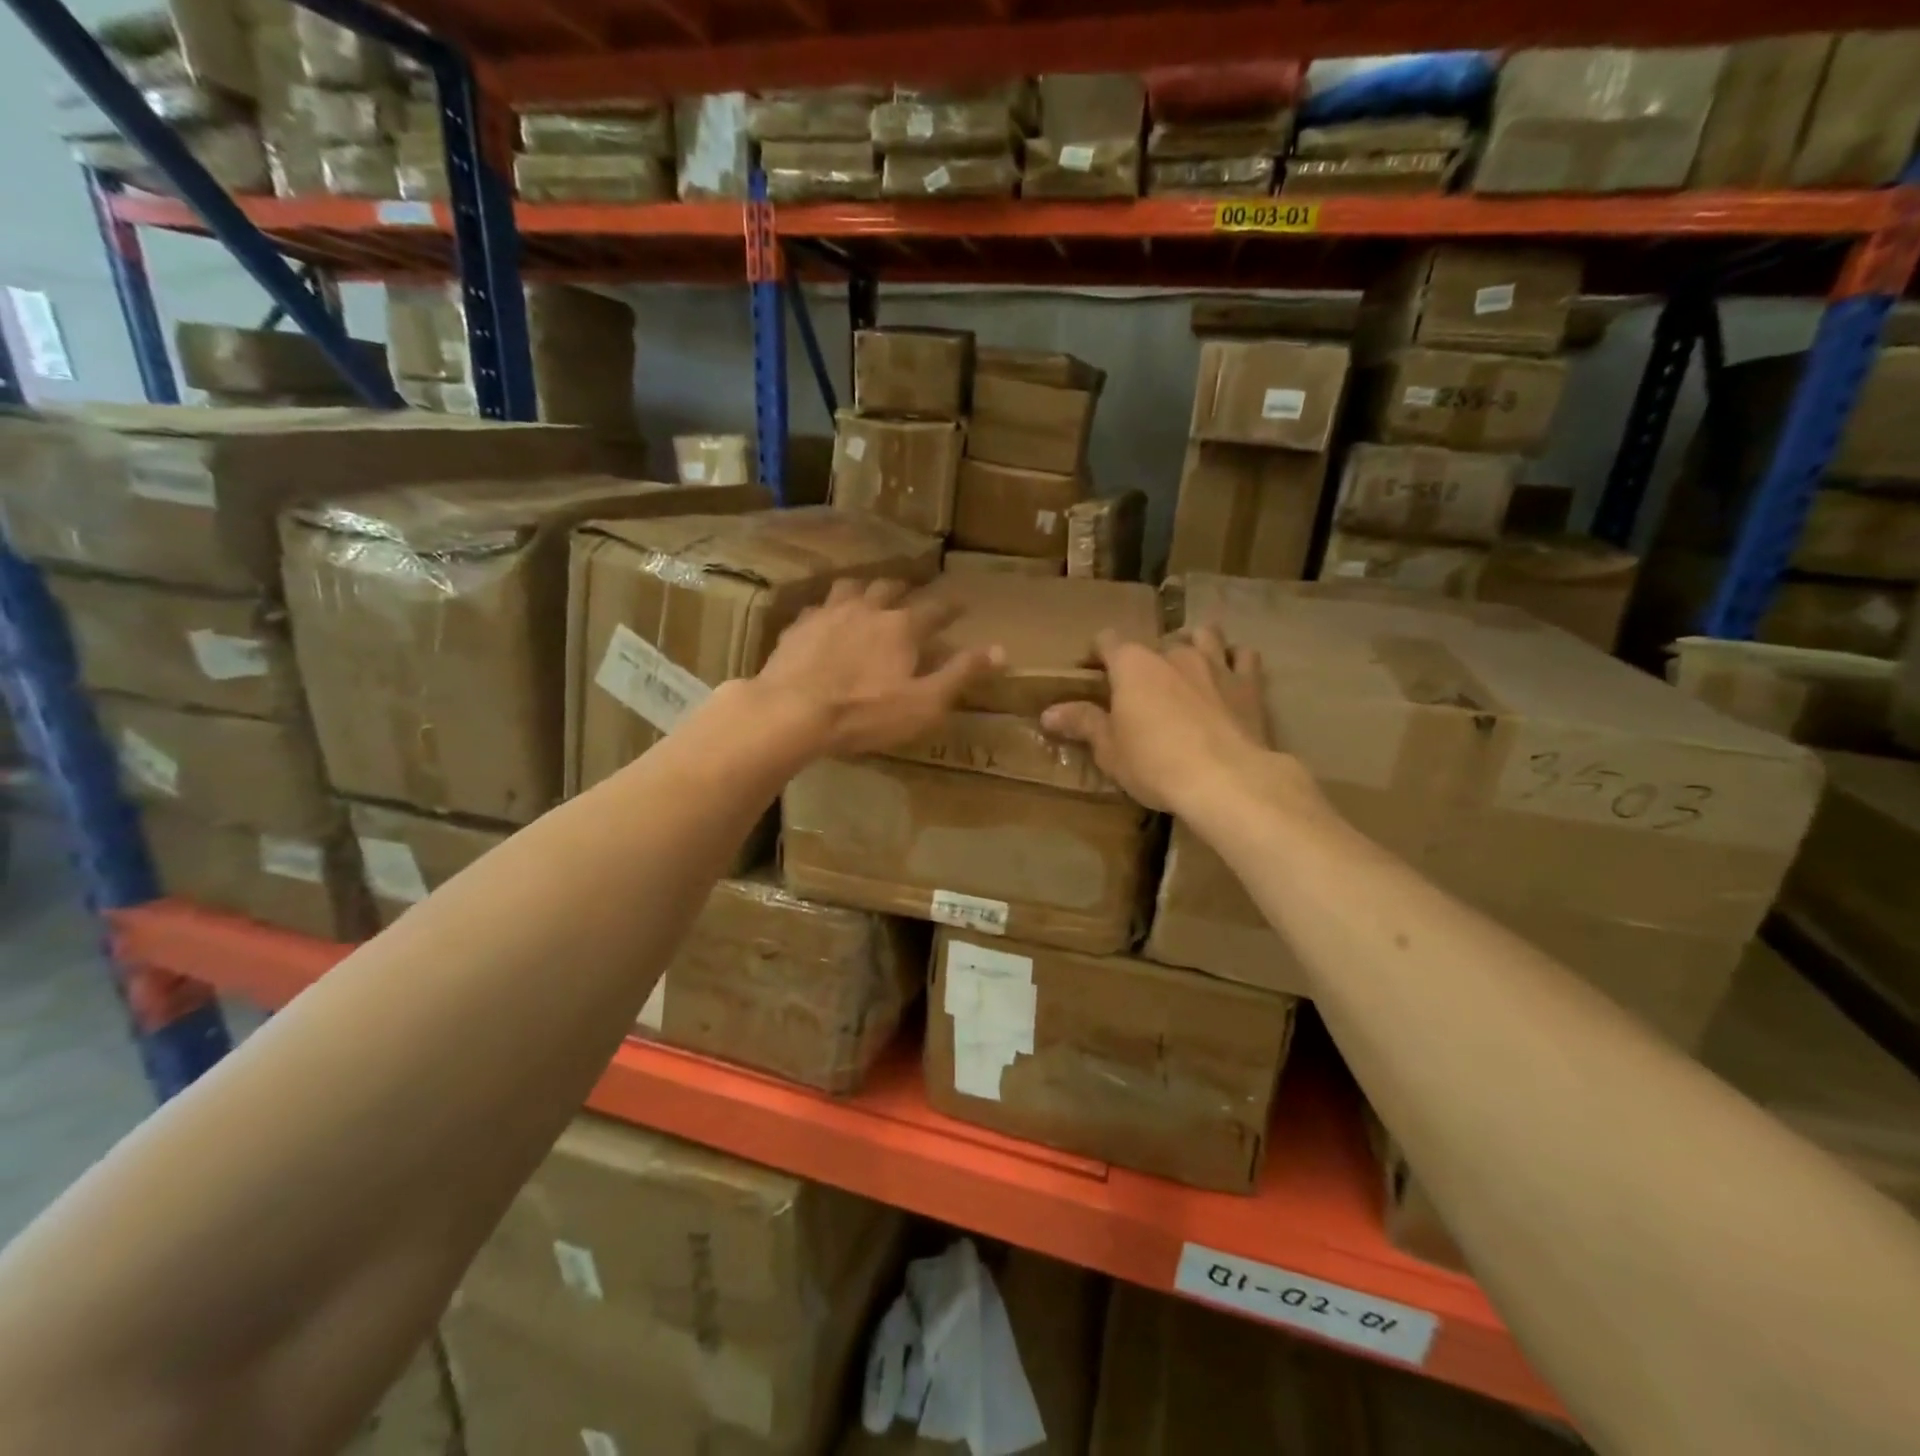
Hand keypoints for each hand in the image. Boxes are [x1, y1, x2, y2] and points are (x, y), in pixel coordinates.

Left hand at [752, 578, 1000, 757]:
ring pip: (851, 587)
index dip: (951, 607)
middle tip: (912, 593)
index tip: (961, 604)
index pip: (935, 609)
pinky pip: (818, 608)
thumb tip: (1001, 650)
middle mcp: (867, 608)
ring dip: (865, 589)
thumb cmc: (865, 713)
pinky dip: (829, 610)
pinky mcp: (798, 627)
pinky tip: (825, 619)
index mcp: (901, 627)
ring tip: (868, 595)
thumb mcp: (924, 702)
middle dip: (906, 589)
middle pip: (890, 588)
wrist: (792, 712)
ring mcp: (828, 613)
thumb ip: (961, 674)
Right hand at [1041, 625, 1272, 814]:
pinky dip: (1235, 659)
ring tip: (1187, 666)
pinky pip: (1243, 656)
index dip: (1097, 653)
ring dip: (1193, 644)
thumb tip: (1048, 713)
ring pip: (1204, 634)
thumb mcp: (1110, 750)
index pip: (1107, 640)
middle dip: (1146, 659)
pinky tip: (1230, 673)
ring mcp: (1215, 663)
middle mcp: (1173, 653)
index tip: (1091, 673)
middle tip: (1140, 688)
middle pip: (1155, 642)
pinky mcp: (1249, 683)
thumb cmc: (1155, 763)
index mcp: (1133, 664)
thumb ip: (1082, 724)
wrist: (1226, 779)